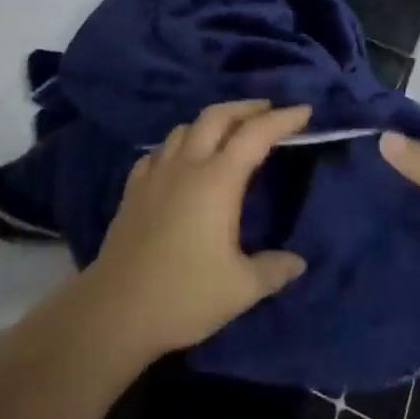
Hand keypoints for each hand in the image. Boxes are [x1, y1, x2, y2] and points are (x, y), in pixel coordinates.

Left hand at [82, 101, 312, 359]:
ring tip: (227, 133)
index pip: (255, 135)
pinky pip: (158, 152)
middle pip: (216, 116)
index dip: (282, 120)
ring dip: (211, 122)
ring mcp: (155, 175)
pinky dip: (178, 145)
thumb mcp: (241, 289)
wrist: (115, 311)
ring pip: (184, 129)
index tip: (304, 111)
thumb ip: (273, 270)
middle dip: (245, 107)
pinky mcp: (133, 190)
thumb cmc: (184, 296)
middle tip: (268, 110)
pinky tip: (180, 161)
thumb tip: (298, 262)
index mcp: (217, 181)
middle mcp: (186, 166)